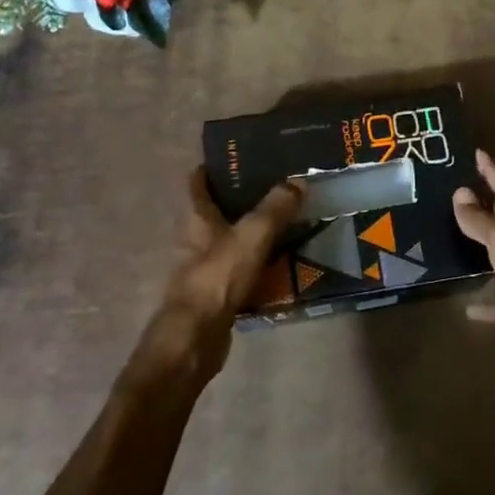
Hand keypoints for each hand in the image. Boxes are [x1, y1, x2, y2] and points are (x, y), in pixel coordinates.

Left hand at [133, 171, 303, 387]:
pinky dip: (258, 266)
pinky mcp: (216, 296)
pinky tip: (283, 265)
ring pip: (231, 243)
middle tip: (277, 188)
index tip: (235, 157)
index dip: (211, 168)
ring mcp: (204, 270)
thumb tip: (297, 181)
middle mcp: (196, 240)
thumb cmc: (217, 277)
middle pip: (216, 212)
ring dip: (253, 235)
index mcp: (198, 219)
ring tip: (288, 224)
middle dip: (242, 200)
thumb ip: (275, 208)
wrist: (196, 338)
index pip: (197, 184)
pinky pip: (240, 273)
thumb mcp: (251, 236)